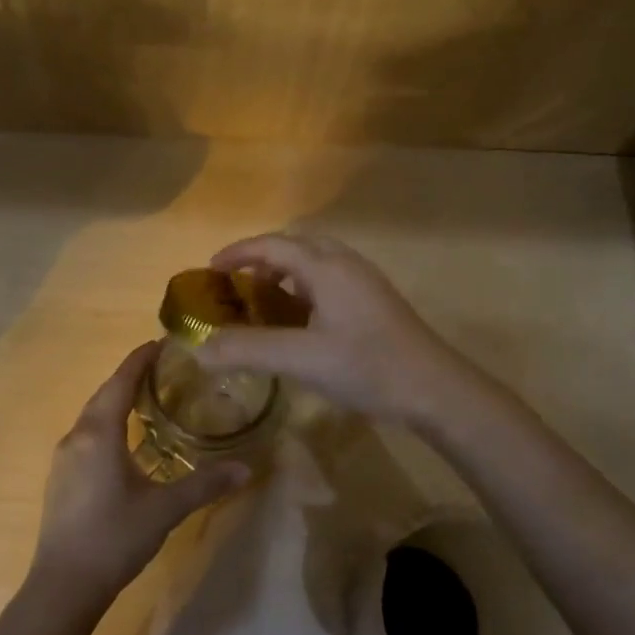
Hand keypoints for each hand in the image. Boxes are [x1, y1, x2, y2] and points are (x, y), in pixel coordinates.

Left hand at [31, 342, 248, 607]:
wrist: (63, 586)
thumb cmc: (114, 537)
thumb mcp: (164, 509)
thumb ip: (205, 485)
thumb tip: (246, 468)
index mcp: (99, 434)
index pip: (120, 382)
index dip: (140, 359)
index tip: (161, 343)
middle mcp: (76, 437)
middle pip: (104, 394)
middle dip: (130, 377)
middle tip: (163, 369)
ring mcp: (64, 459)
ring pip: (93, 415)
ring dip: (117, 401)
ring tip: (148, 399)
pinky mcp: (61, 478)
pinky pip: (87, 435)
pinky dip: (108, 424)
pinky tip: (125, 441)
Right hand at [195, 233, 478, 425]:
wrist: (435, 389)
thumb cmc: (367, 366)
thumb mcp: (301, 359)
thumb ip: (248, 350)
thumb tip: (199, 350)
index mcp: (326, 267)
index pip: (272, 245)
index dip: (237, 253)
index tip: (209, 271)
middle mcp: (345, 264)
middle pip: (295, 246)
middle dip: (261, 260)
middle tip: (236, 287)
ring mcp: (365, 282)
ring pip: (315, 263)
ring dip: (284, 274)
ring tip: (263, 305)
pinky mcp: (375, 302)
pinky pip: (329, 281)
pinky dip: (303, 290)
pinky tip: (300, 324)